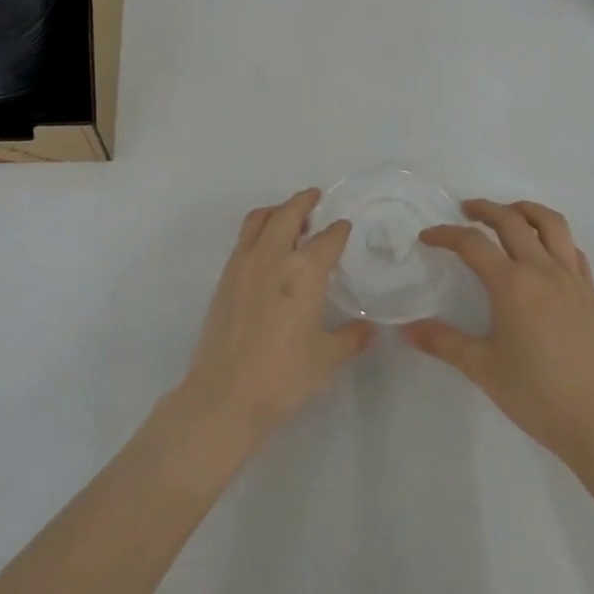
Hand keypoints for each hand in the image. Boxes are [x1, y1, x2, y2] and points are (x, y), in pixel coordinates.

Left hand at [168, 189, 372, 451]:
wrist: (225, 396)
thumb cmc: (284, 377)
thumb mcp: (327, 358)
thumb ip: (351, 337)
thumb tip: (369, 328)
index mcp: (304, 272)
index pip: (327, 239)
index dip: (339, 230)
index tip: (344, 227)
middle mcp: (272, 258)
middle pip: (288, 213)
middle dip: (304, 201)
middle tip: (315, 197)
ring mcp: (243, 266)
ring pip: (259, 220)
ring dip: (276, 211)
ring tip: (288, 216)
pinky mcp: (224, 279)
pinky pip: (243, 240)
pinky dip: (258, 231)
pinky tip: (266, 248)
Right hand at [403, 199, 593, 466]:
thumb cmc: (534, 393)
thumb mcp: (481, 367)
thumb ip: (442, 342)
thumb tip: (406, 330)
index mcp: (512, 284)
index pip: (472, 244)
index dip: (446, 235)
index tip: (428, 238)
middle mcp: (543, 271)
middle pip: (512, 220)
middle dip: (485, 209)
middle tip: (466, 211)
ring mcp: (572, 279)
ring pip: (551, 224)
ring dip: (526, 210)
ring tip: (509, 213)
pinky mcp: (591, 294)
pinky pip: (572, 250)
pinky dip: (554, 238)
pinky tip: (543, 252)